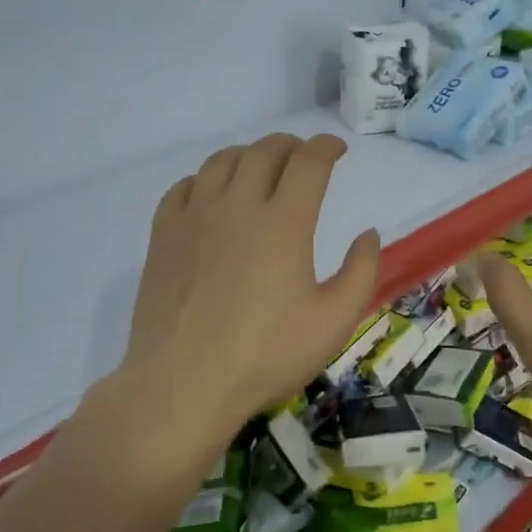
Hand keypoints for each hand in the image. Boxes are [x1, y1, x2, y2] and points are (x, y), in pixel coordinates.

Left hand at [115, 133, 381, 449]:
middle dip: (291, 145)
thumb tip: (368, 234)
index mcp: (283, 222)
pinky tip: (214, 194)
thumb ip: (361, 272)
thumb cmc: (265, 356)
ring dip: (250, 154)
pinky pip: (185, 186)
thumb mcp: (334, 322)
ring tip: (262, 168)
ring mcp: (194, 217)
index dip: (327, 147)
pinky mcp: (163, 234)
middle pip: (265, 151)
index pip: (308, 161)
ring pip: (223, 160)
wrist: (183, 386)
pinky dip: (207, 178)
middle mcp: (237, 206)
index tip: (338, 150)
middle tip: (304, 157)